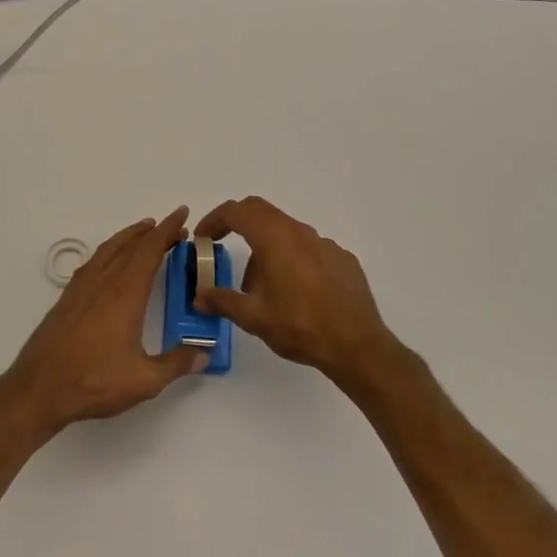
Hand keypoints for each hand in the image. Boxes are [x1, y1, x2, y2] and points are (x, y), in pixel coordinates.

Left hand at [2, 208, 205, 436]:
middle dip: (154, 233)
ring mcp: (83, 287)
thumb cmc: (94, 381)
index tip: (181, 213)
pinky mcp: (68, 296)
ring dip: (130, 236)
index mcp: (126, 293)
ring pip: (110, 249)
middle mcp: (104, 281)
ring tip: (145, 232)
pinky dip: (110, 250)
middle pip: (131, 245)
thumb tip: (205, 354)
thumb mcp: (144, 380)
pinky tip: (111, 261)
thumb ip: (176, 365)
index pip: (150, 250)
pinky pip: (94, 261)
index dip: (168, 230)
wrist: (40, 387)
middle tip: (173, 229)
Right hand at [193, 196, 399, 389]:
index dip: (215, 219)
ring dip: (266, 247)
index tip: (203, 236)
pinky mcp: (342, 258)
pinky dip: (292, 259)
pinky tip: (296, 292)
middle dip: (238, 224)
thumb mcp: (254, 318)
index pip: (237, 211)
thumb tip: (199, 296)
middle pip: (261, 212)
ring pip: (286, 232)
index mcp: (275, 239)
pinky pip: (309, 248)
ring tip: (262, 286)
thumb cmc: (300, 326)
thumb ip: (223, 301)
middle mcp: (300, 232)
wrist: (357, 345)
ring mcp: (324, 243)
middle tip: (223, 245)